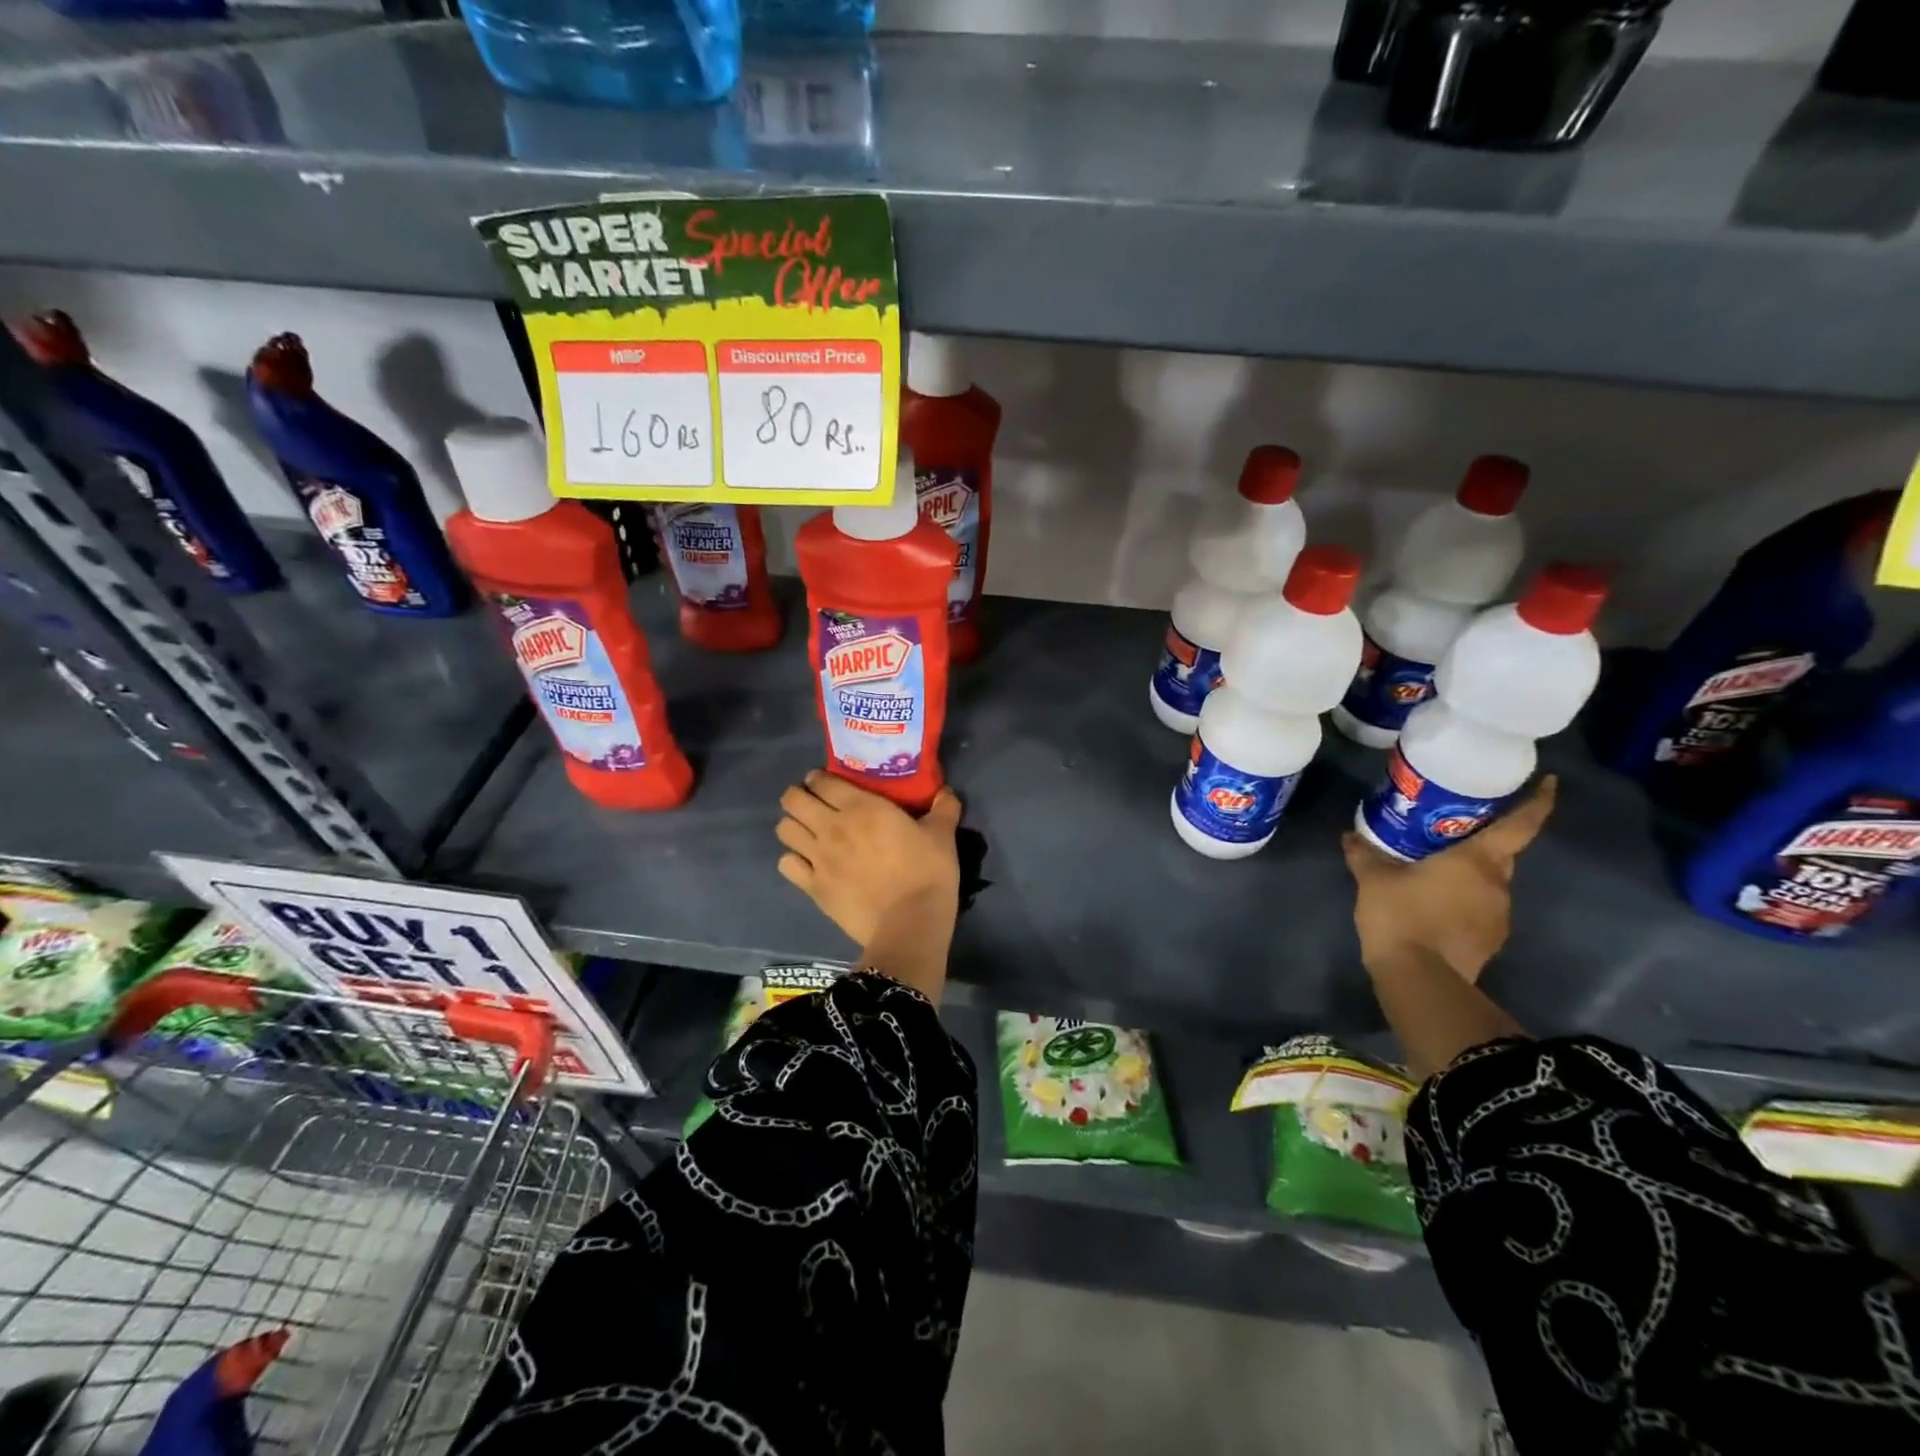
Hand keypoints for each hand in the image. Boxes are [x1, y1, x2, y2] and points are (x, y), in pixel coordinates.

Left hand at [776, 772, 962, 949]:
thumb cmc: (927, 872)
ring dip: (794, 826)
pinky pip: (786, 865)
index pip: (822, 780)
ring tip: (808, 832)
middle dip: (799, 797)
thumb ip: (944, 808)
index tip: (828, 782)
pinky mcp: (813, 887)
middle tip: (814, 804)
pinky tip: (807, 864)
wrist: (910, 923)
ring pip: (784, 830)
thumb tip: (946, 791)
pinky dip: (793, 861)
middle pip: (792, 800)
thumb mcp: (943, 835)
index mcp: (860, 806)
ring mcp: (818, 858)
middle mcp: (831, 826)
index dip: (819, 778)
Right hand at [1341, 776, 1556, 983]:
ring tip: (1432, 871)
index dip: (1537, 801)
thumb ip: (1365, 854)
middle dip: (1480, 840)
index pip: (1520, 825)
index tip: (1548, 783)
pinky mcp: (1490, 940)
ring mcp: (1499, 915)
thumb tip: (1351, 835)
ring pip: (1488, 883)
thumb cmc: (1401, 915)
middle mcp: (1498, 884)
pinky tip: (1432, 906)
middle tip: (1450, 830)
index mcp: (1478, 860)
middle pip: (1500, 853)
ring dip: (1467, 875)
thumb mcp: (1372, 879)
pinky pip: (1479, 909)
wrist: (1419, 978)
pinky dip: (1461, 902)